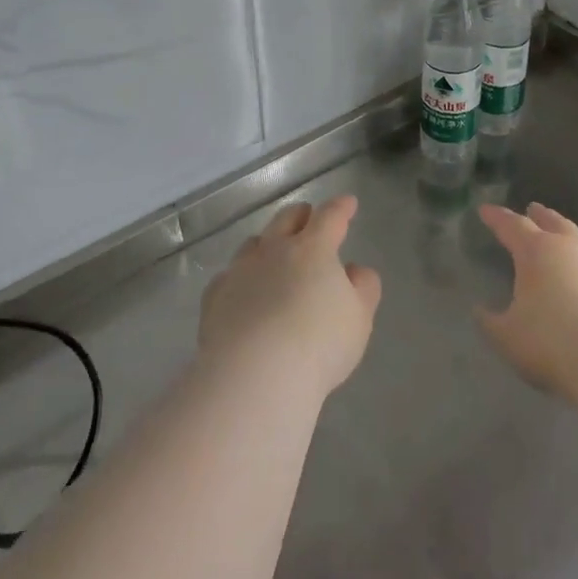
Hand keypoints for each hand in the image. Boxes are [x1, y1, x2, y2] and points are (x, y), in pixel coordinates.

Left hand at [200, 195, 381, 396]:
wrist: (255, 375)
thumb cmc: (319, 344)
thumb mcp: (360, 318)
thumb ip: (363, 287)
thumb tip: (354, 270)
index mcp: (313, 249)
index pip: (329, 217)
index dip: (341, 208)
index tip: (348, 203)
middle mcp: (274, 250)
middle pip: (286, 219)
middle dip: (301, 215)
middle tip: (309, 217)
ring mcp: (240, 272)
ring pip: (254, 244)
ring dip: (268, 242)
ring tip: (273, 252)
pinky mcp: (214, 298)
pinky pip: (229, 277)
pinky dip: (240, 278)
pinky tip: (242, 290)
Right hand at [476, 202, 577, 399]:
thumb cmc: (555, 344)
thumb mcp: (509, 338)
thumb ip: (491, 322)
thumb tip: (480, 310)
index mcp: (537, 252)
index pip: (512, 226)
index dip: (497, 218)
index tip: (486, 210)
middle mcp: (573, 248)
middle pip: (554, 223)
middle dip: (540, 215)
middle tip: (533, 208)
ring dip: (573, 244)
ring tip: (567, 249)